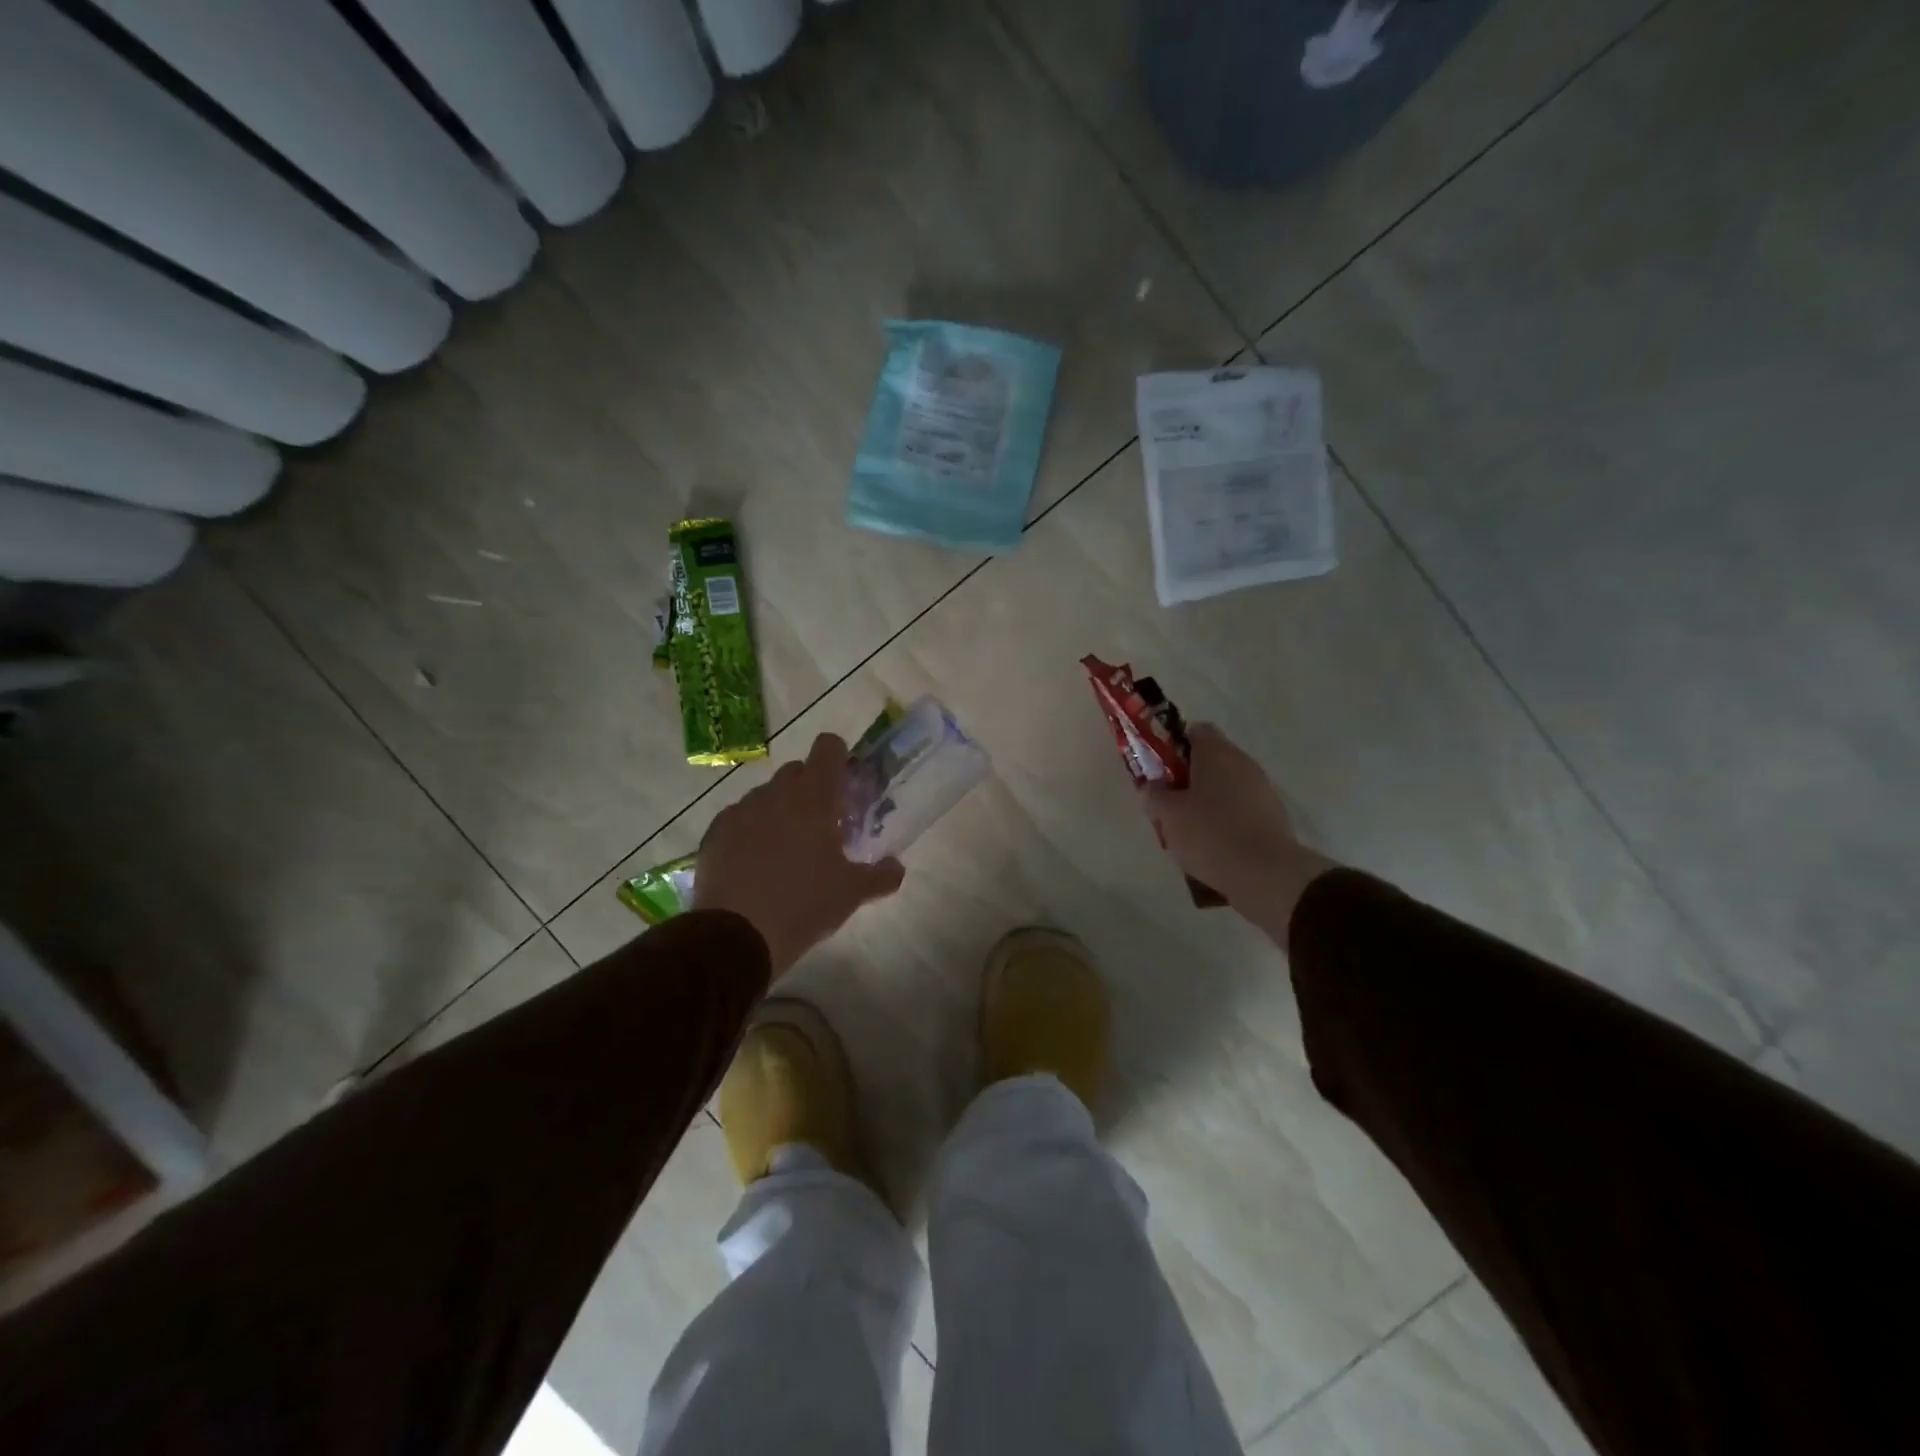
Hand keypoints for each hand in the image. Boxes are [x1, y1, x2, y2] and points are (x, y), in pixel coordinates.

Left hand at [692, 732, 904, 976]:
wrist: (736, 936)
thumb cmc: (804, 905)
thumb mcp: (851, 894)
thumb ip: (880, 875)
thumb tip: (897, 868)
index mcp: (813, 798)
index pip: (828, 747)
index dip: (839, 758)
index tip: (845, 786)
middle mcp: (775, 794)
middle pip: (797, 771)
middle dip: (811, 789)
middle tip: (822, 826)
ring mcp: (740, 811)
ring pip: (767, 795)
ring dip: (780, 811)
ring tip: (786, 851)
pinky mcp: (715, 833)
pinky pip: (740, 819)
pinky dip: (751, 831)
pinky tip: (755, 865)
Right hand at [1140, 723, 1337, 942]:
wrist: (1267, 874)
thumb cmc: (1211, 834)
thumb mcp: (1168, 815)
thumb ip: (1155, 795)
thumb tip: (1153, 786)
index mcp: (1217, 753)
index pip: (1195, 731)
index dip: (1174, 746)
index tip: (1159, 770)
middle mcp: (1243, 763)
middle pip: (1210, 760)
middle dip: (1187, 778)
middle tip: (1168, 803)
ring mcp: (1262, 789)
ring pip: (1225, 786)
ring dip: (1206, 801)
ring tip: (1187, 831)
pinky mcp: (1272, 816)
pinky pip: (1240, 809)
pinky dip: (1225, 820)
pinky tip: (1212, 845)